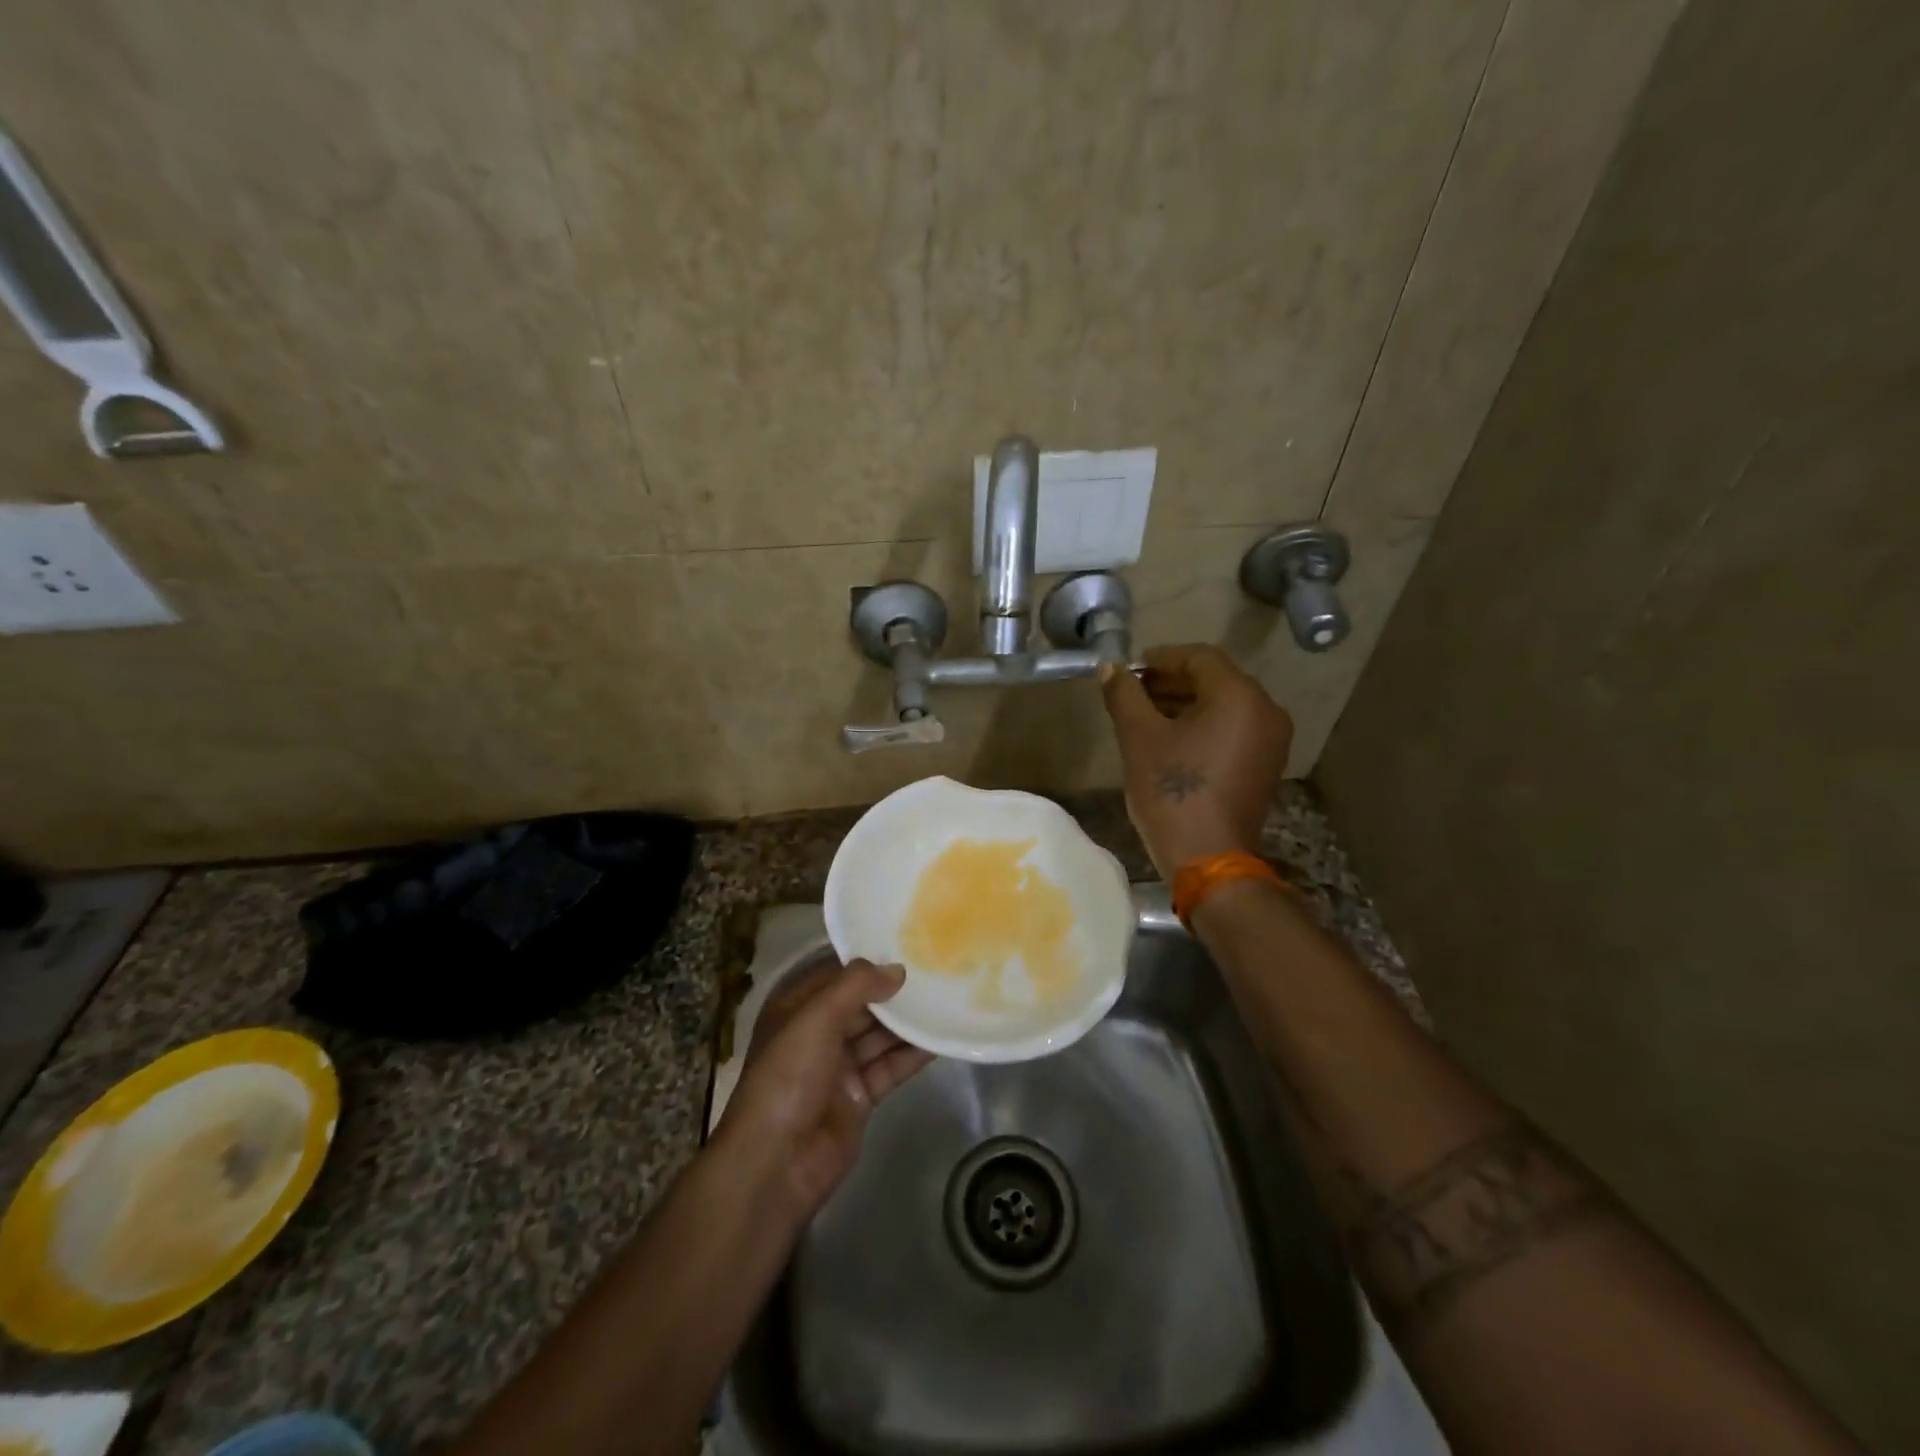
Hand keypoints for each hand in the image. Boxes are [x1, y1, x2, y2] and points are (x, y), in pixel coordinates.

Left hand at [715, 959, 931, 1221]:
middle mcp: (817, 1033)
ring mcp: (839, 1066)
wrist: (777, 1163)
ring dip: (907, 1021)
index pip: (835, 974)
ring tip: (945, 997)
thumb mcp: (816, 1017)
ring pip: (878, 1035)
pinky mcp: (859, 1096)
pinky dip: (912, 1054)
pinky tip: (940, 1038)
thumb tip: (897, 969)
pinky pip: (889, 1067)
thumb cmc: (788, 1076)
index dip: (867, 959)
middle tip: (935, 968)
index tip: (905, 942)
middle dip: (892, 989)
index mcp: (796, 1009)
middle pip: (861, 1004)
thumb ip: (856, 986)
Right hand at [1099, 644, 1292, 876]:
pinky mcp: (1265, 764)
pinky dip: (1204, 724)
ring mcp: (1271, 740)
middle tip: (1134, 691)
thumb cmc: (1172, 792)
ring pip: (1225, 705)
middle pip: (1215, 679)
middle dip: (1172, 681)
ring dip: (1186, 703)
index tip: (1130, 669)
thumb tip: (1110, 668)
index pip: (1200, 657)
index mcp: (1239, 697)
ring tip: (1146, 715)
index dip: (1162, 658)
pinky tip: (1171, 739)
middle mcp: (1265, 710)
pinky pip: (1234, 728)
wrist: (1208, 858)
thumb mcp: (1139, 738)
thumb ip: (1124, 695)